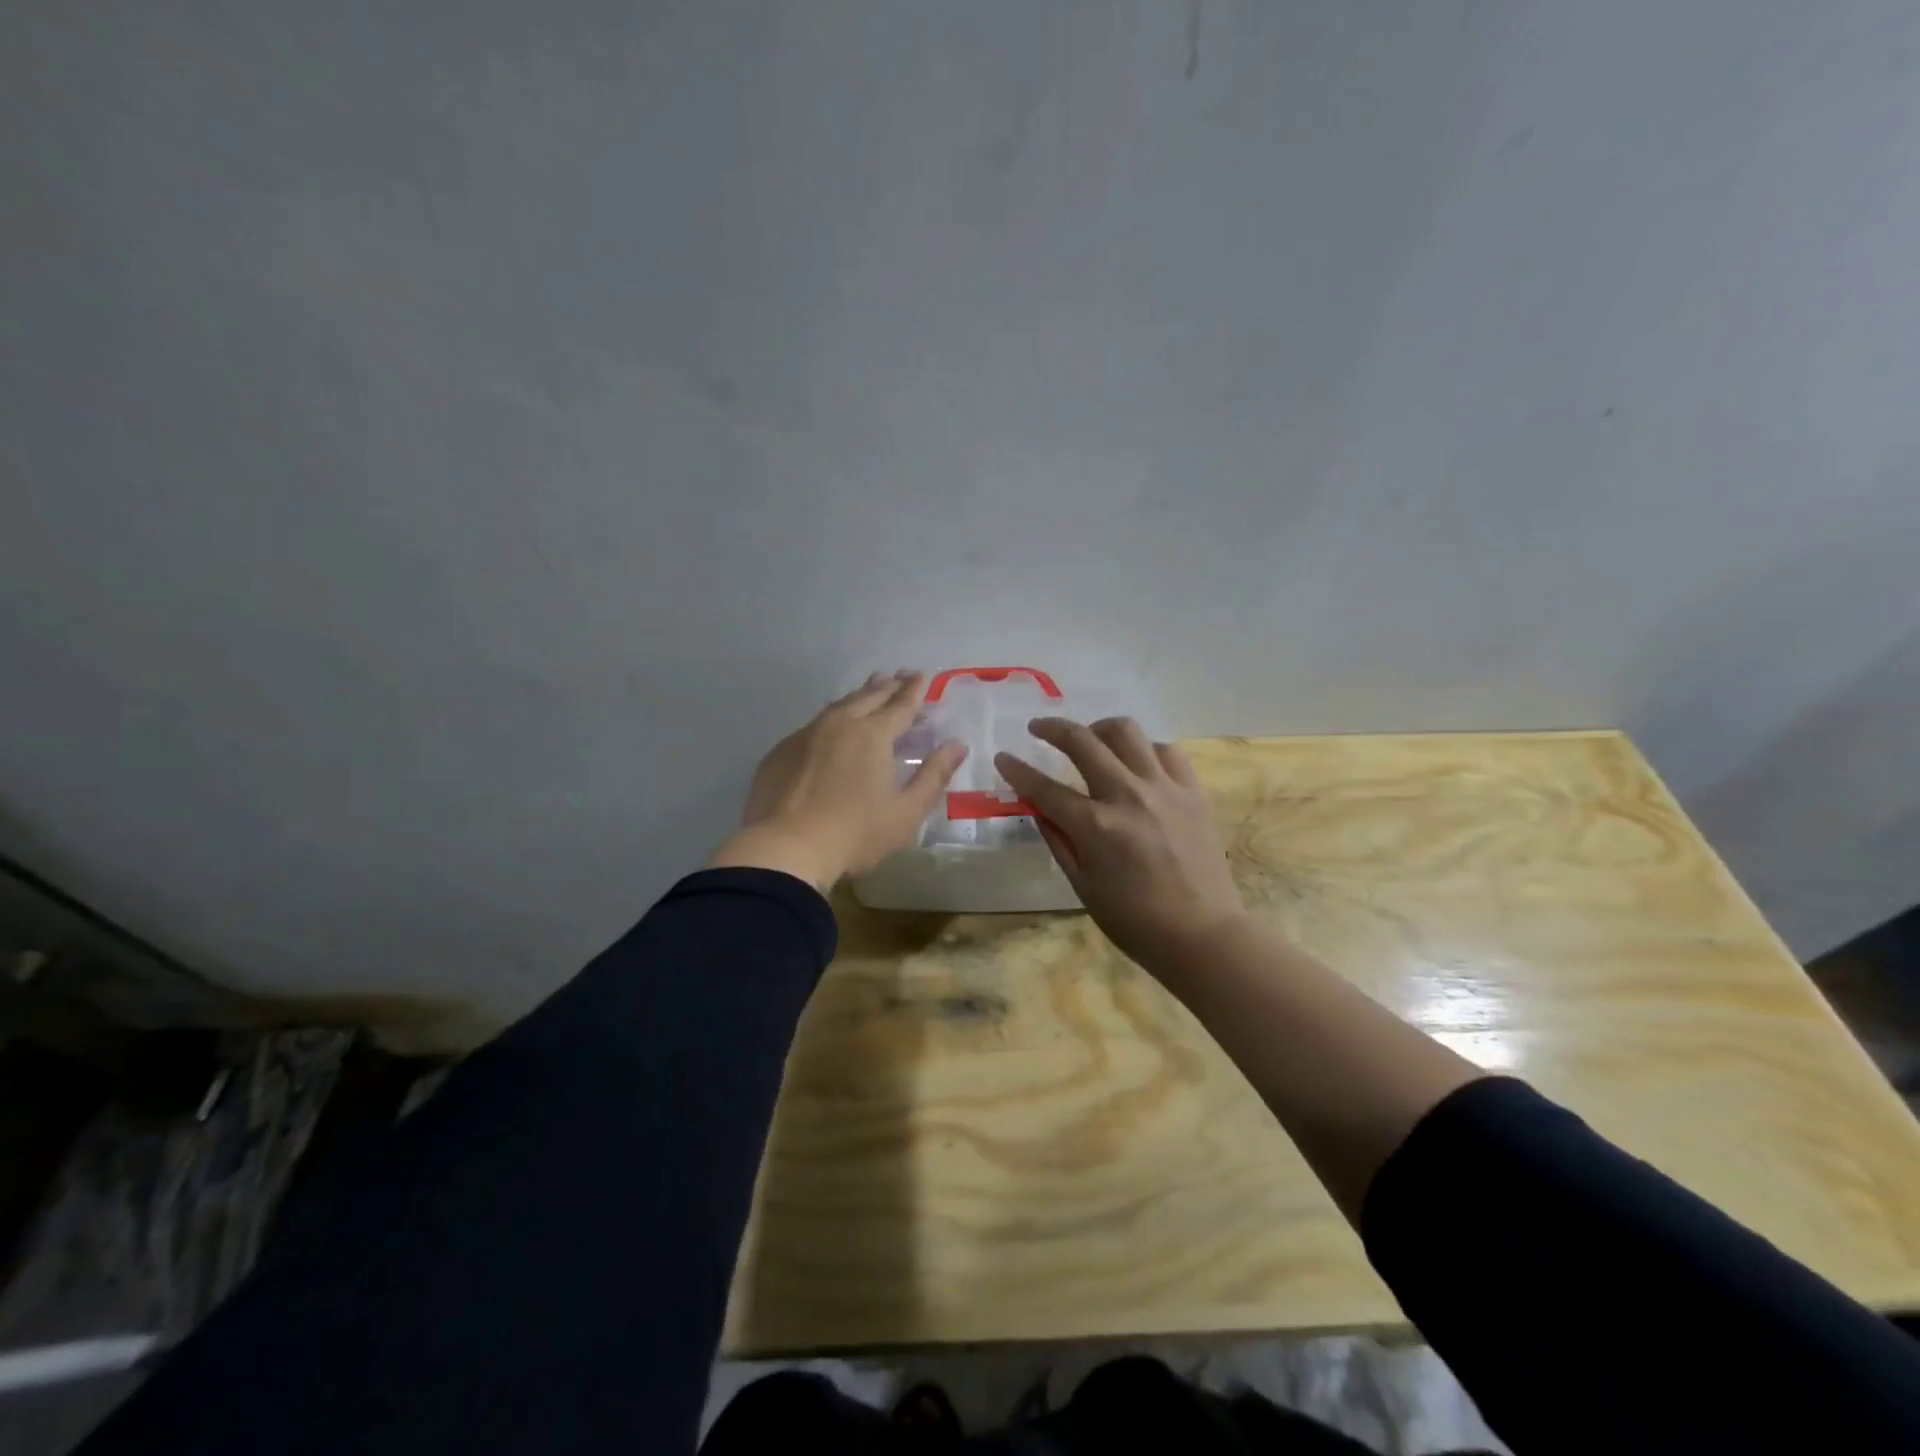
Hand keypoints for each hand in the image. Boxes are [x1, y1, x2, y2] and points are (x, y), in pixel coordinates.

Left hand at [708, 672, 967, 889]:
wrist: (785, 849)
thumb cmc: (855, 834)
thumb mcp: (906, 811)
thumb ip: (934, 775)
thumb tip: (957, 745)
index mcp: (873, 735)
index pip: (900, 704)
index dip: (914, 690)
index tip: (922, 676)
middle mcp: (839, 724)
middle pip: (868, 696)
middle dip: (888, 685)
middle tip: (900, 676)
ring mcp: (805, 735)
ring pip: (838, 706)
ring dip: (859, 696)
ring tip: (870, 688)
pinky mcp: (781, 752)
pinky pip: (813, 726)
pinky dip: (831, 720)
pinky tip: (831, 729)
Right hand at [996, 718, 1244, 970]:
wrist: (1202, 934)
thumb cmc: (1135, 921)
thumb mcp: (1083, 886)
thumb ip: (1058, 841)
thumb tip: (1038, 809)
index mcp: (1095, 826)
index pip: (1044, 788)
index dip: (1017, 770)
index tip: (1003, 757)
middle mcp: (1127, 795)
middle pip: (1082, 741)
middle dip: (1052, 728)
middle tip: (1038, 728)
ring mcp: (1163, 788)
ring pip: (1127, 732)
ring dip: (1100, 728)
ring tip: (1091, 738)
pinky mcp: (1192, 791)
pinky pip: (1166, 750)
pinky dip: (1144, 749)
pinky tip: (1136, 761)